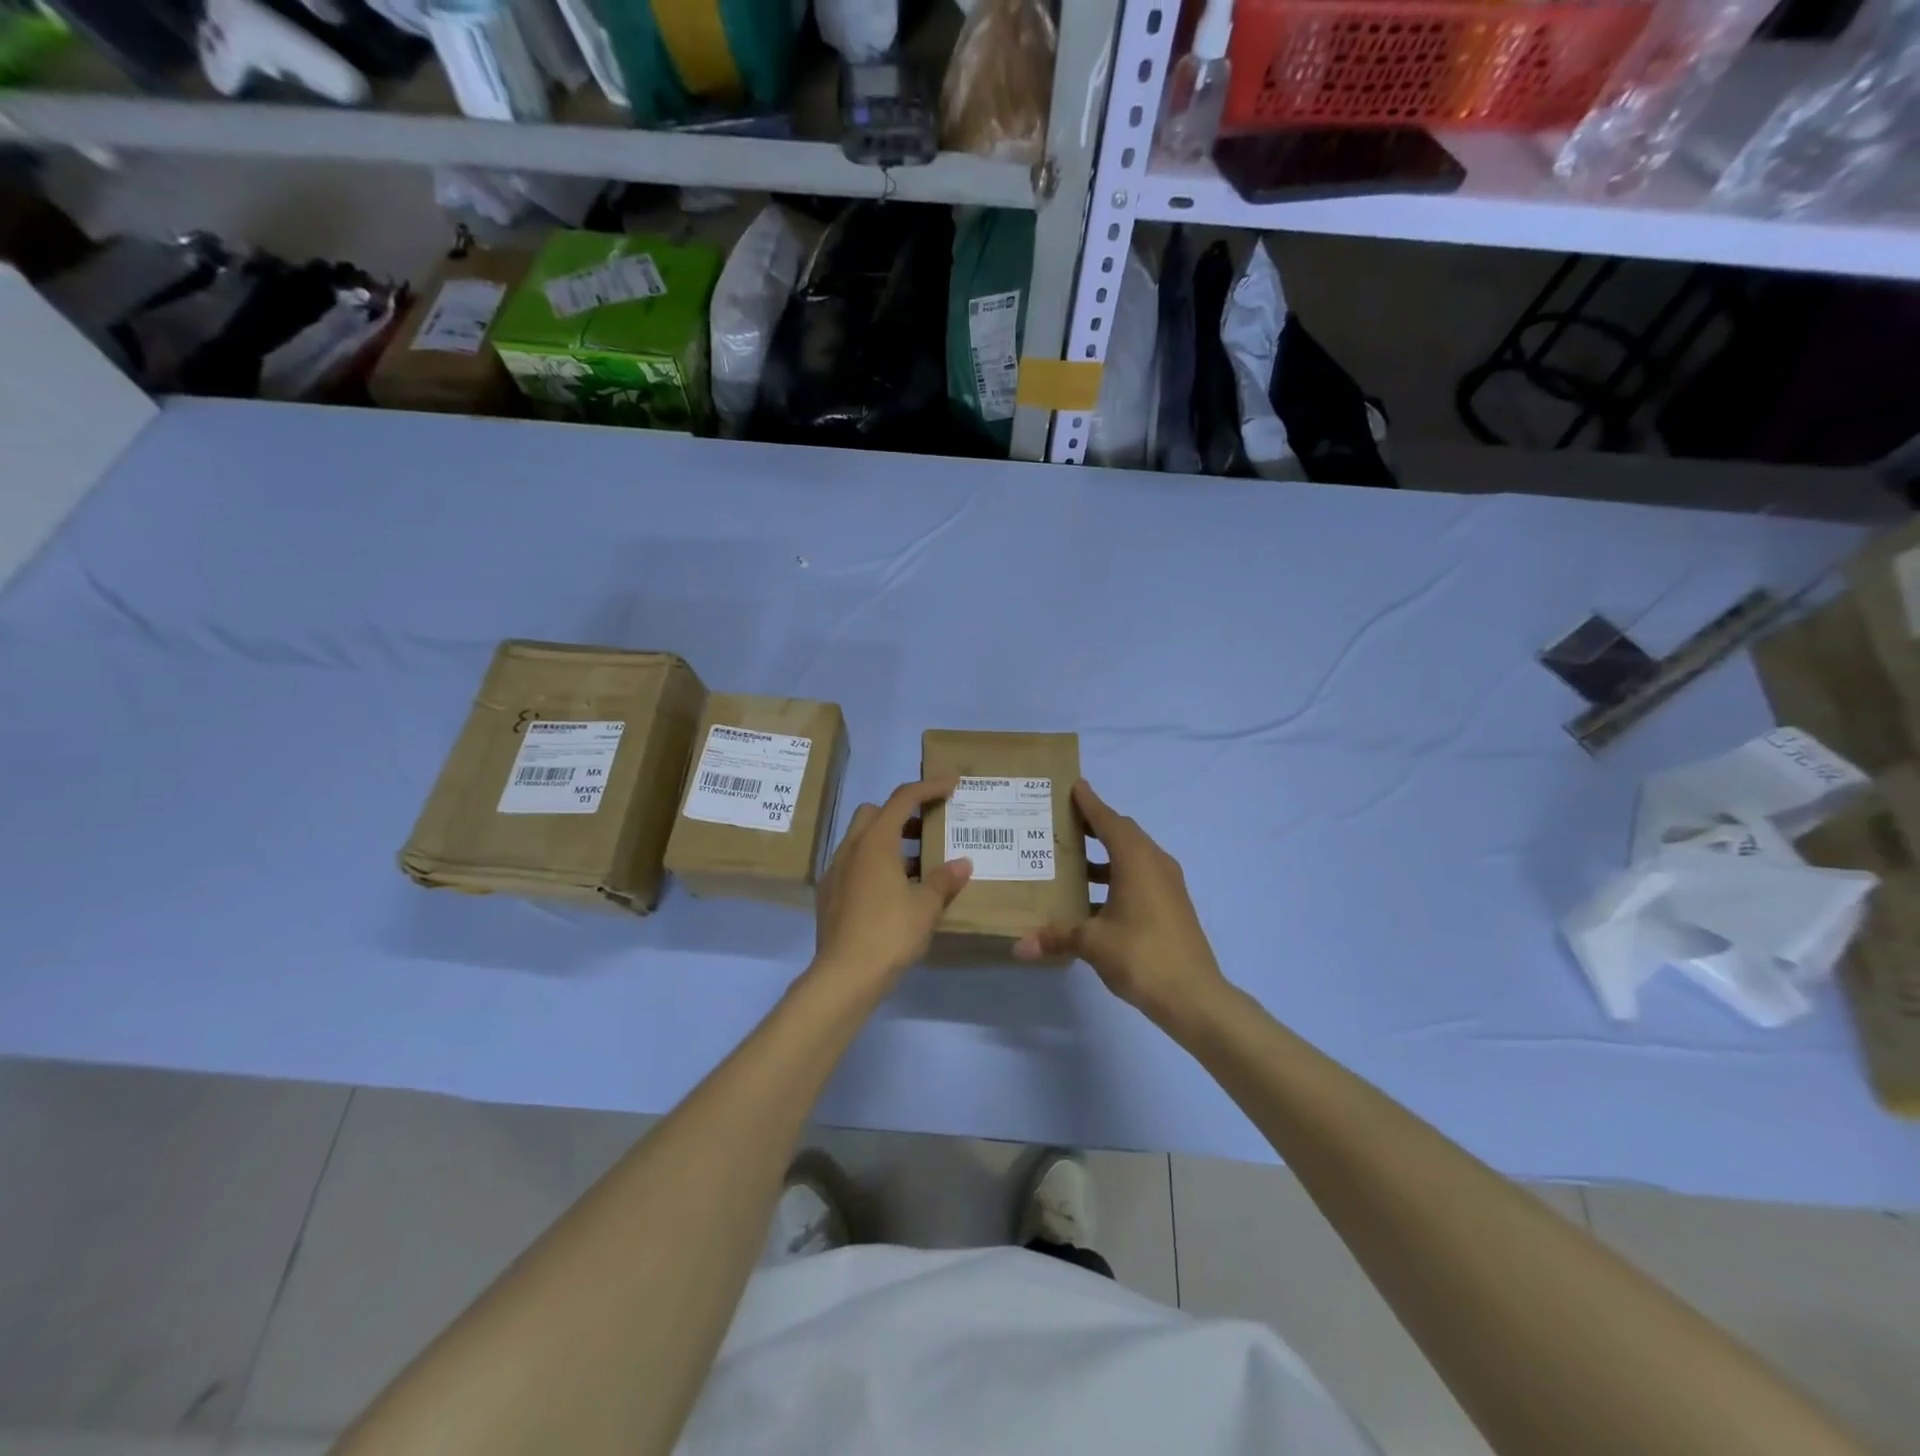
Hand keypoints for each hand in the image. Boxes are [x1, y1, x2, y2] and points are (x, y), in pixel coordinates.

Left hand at [812, 778, 972, 995]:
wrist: (844, 976)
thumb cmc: (889, 933)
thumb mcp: (926, 906)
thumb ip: (945, 880)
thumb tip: (963, 864)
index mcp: (875, 842)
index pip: (903, 799)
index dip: (929, 787)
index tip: (951, 785)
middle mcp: (850, 848)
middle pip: (874, 813)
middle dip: (901, 813)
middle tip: (928, 830)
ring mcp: (835, 871)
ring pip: (861, 840)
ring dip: (888, 842)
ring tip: (917, 865)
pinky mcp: (829, 895)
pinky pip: (853, 865)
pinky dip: (874, 865)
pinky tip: (893, 892)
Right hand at [1015, 781, 1228, 1032]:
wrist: (1194, 996)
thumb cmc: (1142, 956)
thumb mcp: (1093, 943)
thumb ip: (1056, 937)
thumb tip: (1019, 946)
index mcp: (1137, 860)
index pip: (1109, 821)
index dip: (1090, 804)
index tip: (1075, 787)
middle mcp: (1155, 864)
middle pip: (1123, 834)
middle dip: (1096, 825)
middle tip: (1065, 822)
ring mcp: (1168, 886)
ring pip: (1133, 857)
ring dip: (1106, 854)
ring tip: (1073, 860)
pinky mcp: (1172, 906)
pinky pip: (1141, 876)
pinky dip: (1117, 876)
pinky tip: (1094, 898)